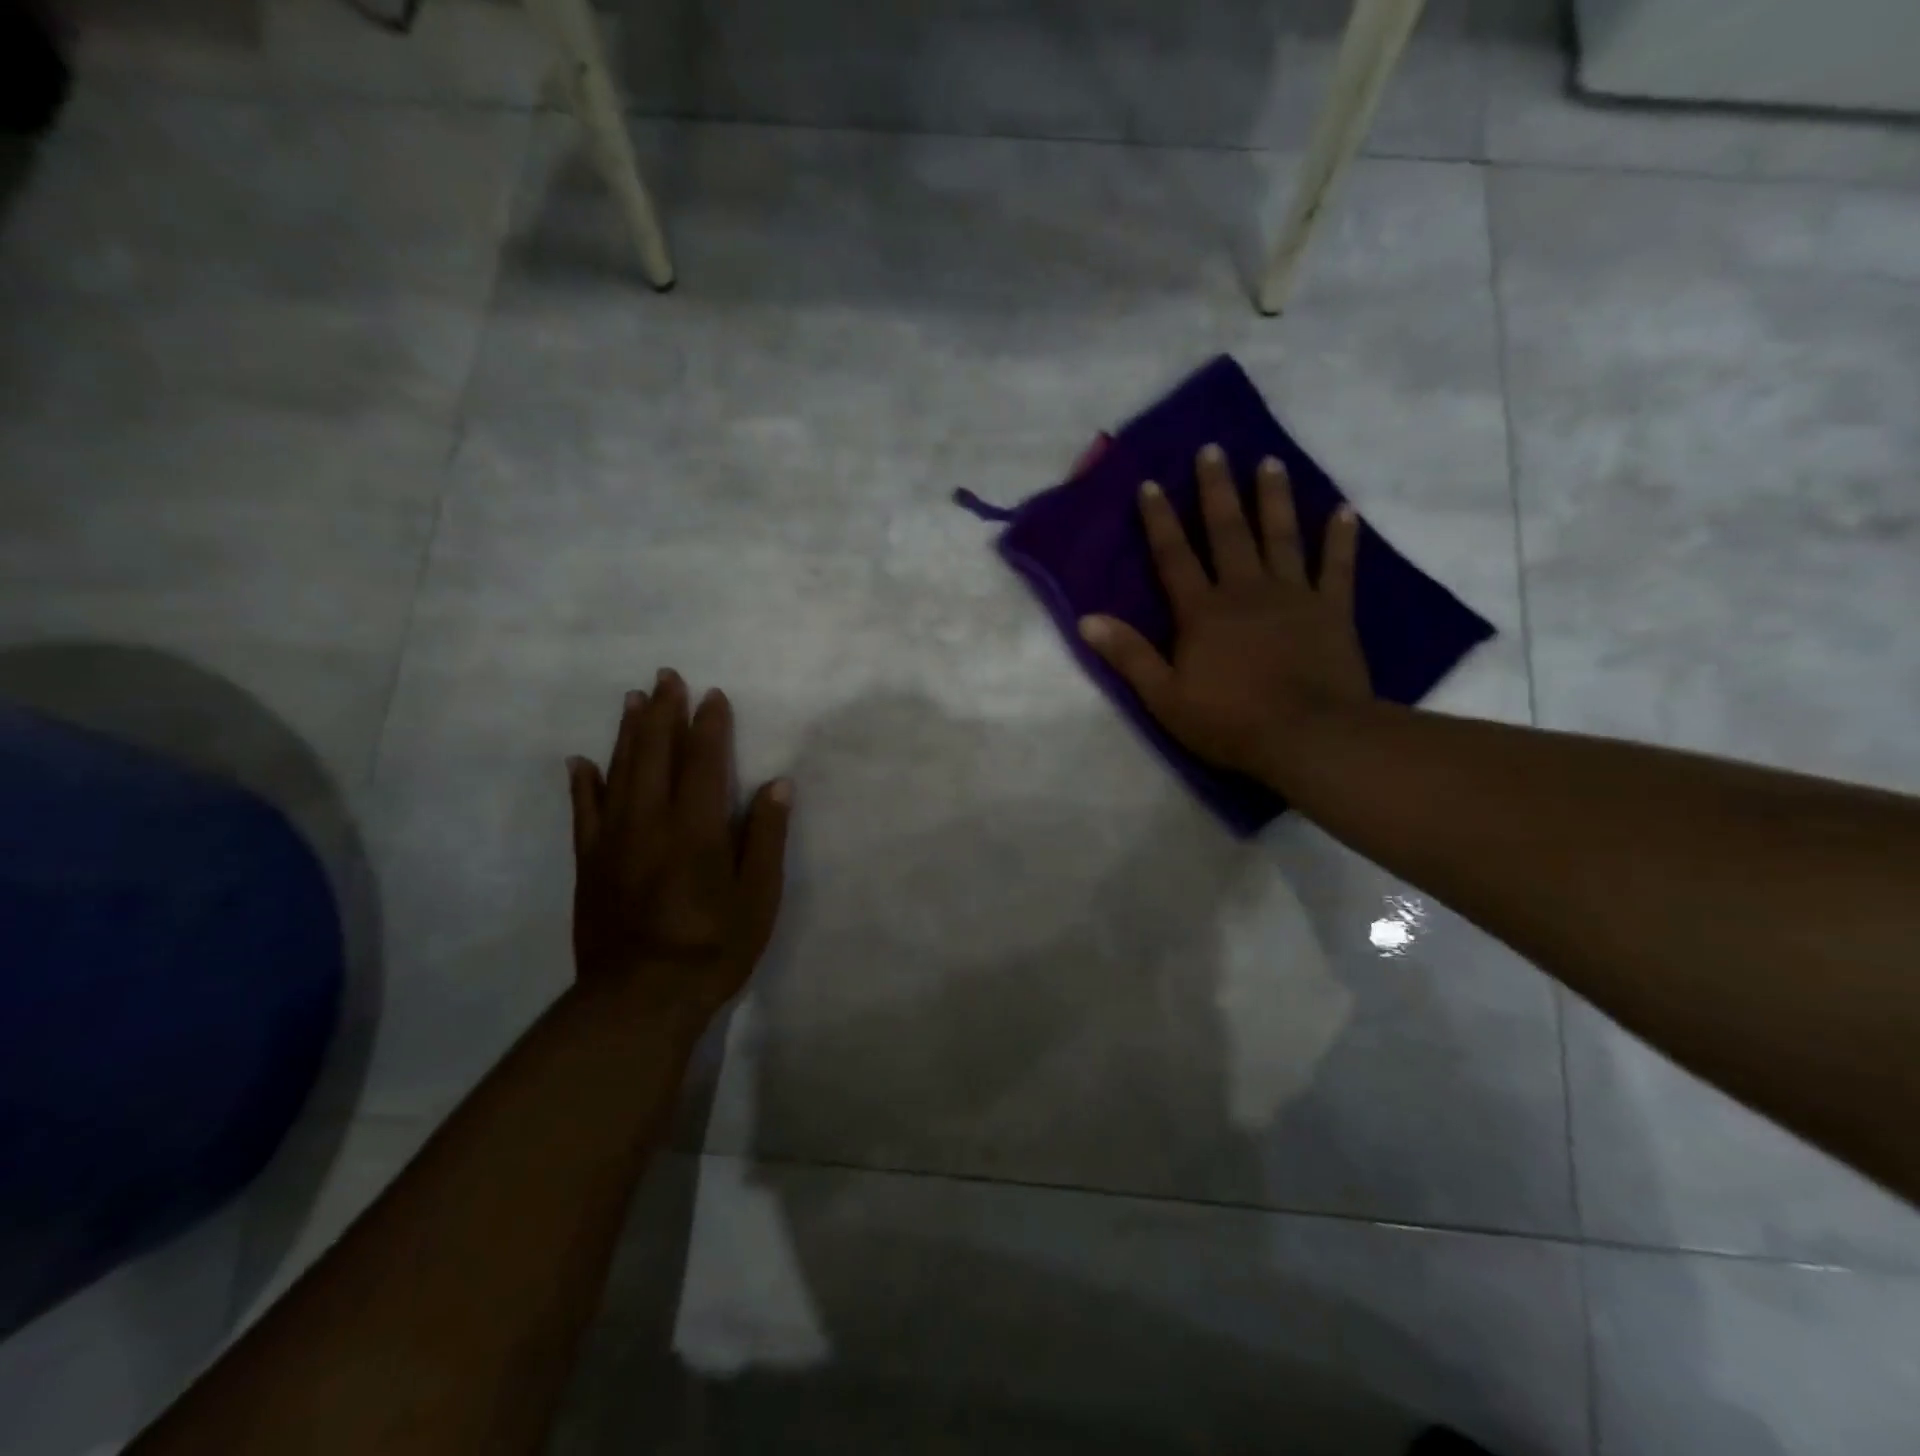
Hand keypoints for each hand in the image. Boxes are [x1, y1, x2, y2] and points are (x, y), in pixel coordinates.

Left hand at [566, 671, 791, 1036]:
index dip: (710, 725)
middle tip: (666, 676)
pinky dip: (583, 783)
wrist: (639, 999)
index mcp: (696, 827)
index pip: (704, 761)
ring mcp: (614, 840)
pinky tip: (581, 761)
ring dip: (628, 732)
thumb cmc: (713, 947)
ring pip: (618, 772)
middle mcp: (651, 821)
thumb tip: (777, 784)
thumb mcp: (758, 897)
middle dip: (664, 712)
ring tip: (633, 700)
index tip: (713, 695)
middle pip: (656, 753)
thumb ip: (765, 837)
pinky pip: (583, 812)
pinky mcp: (589, 862)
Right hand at [1079, 443, 1372, 785]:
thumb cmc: (1229, 721)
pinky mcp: (1332, 610)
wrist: (1308, 736)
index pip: (1174, 557)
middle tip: (1214, 449)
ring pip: (1281, 537)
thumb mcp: (1164, 696)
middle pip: (1228, 532)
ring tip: (1270, 462)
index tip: (1151, 483)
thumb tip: (1086, 619)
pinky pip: (1337, 567)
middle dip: (1217, 490)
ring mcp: (1293, 596)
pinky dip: (1341, 538)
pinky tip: (1344, 510)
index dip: (1160, 521)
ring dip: (1274, 499)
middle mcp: (1245, 590)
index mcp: (1202, 611)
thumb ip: (1128, 655)